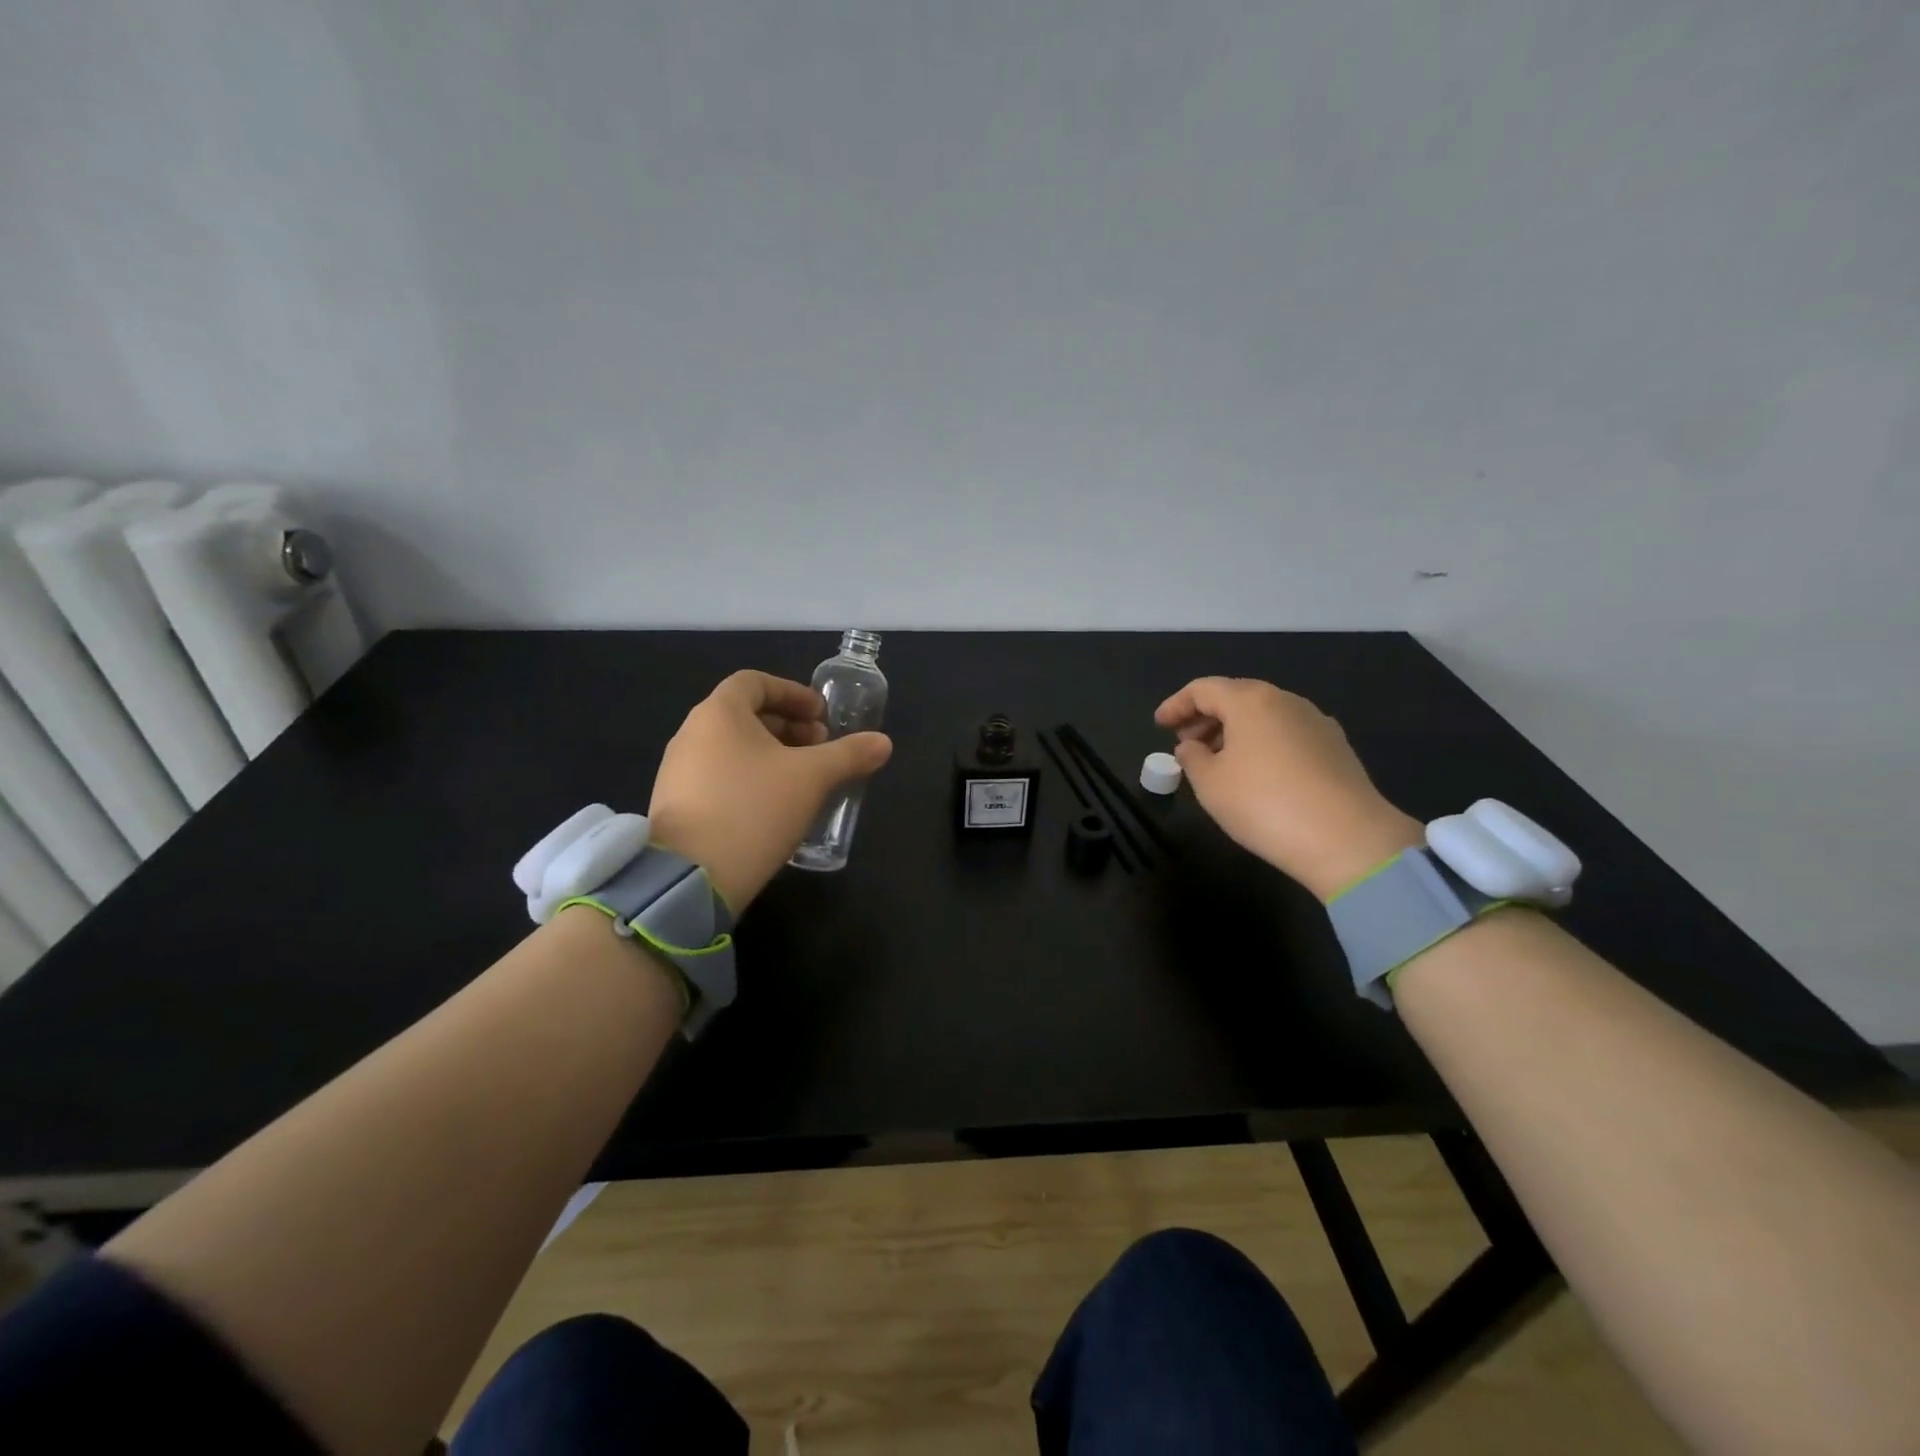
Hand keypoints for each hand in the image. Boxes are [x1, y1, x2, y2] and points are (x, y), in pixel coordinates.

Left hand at [647, 670, 892, 910]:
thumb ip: (849, 755)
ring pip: (732, 747)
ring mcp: (678, 771)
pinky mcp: (676, 805)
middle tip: (820, 748)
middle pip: (745, 715)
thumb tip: (884, 742)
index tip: (821, 715)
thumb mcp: (812, 779)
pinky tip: (773, 807)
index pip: (755, 682)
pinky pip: (719, 775)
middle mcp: (692, 733)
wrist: (690, 878)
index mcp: (718, 713)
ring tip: (802, 780)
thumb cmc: (754, 809)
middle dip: (788, 726)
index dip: (793, 693)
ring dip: (771, 754)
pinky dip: (750, 777)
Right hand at [1155, 677, 1422, 898]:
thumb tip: (1190, 747)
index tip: (1159, 725)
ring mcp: (1316, 723)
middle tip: (1185, 744)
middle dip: (1205, 717)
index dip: (1176, 705)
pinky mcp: (1336, 748)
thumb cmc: (1263, 803)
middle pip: (1236, 697)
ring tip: (1217, 762)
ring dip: (1234, 732)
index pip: (1203, 689)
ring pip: (1264, 716)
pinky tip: (1255, 774)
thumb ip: (1192, 758)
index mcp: (1251, 701)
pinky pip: (1286, 735)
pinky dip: (1261, 744)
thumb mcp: (1210, 783)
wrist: (1347, 839)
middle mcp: (1286, 701)